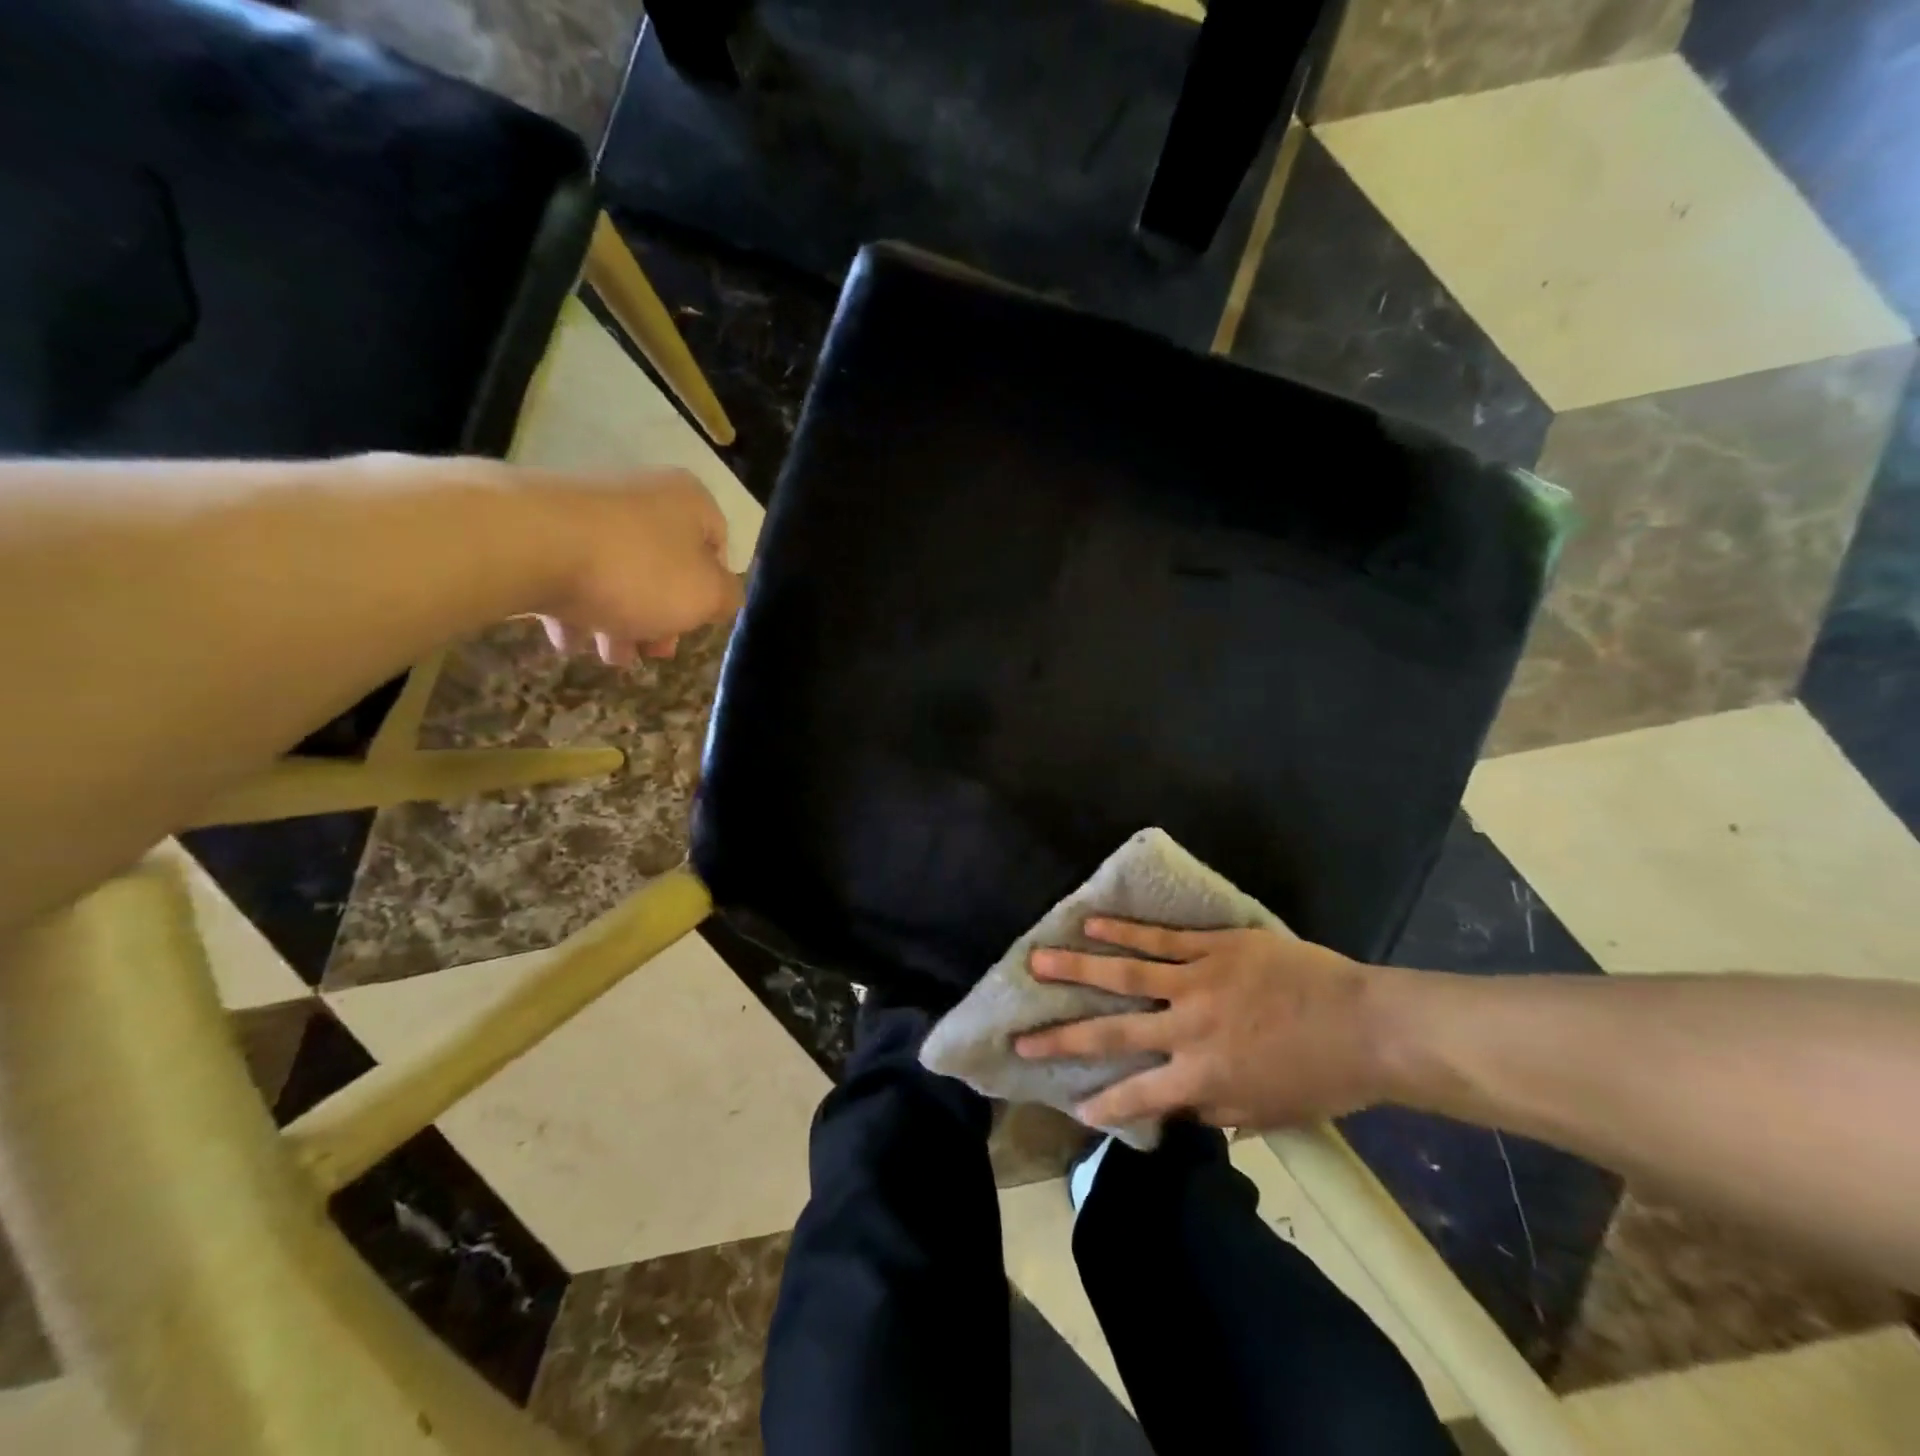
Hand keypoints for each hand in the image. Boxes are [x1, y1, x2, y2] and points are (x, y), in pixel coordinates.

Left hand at [528, 468, 742, 665]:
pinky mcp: (542, 528)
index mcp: (688, 502)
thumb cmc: (638, 570)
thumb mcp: (706, 595)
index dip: (712, 591)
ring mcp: (588, 509)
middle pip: (666, 566)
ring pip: (619, 575)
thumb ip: (727, 598)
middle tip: (654, 652)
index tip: (698, 624)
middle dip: (662, 617)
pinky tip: (569, 641)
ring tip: (611, 658)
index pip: (718, 546)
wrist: (528, 542)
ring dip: (621, 622)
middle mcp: (642, 495)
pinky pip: (572, 574)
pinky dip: (576, 609)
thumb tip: (725, 596)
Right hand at [1014, 919, 1398, 1130]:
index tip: (1072, 1105)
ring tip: (1038, 961)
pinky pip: (1161, 938)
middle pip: (1114, 1030)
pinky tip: (1092, 923)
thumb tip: (1176, 1107)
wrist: (1368, 1027)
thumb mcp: (1267, 1112)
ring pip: (1126, 973)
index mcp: (1203, 1077)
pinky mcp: (1214, 948)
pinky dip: (1124, 931)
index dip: (1103, 1103)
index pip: (1139, 1095)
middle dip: (1063, 1035)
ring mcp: (1198, 982)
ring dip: (1078, 968)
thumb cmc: (1321, 1078)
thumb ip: (1215, 1110)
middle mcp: (1188, 1030)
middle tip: (1021, 1036)